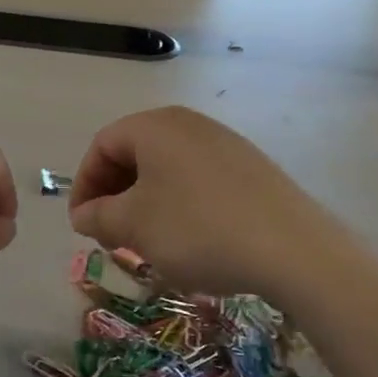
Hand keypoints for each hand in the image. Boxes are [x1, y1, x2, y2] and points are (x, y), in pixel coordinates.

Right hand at [68, 107, 338, 298]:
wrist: (295, 252)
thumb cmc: (198, 229)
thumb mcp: (134, 226)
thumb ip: (97, 216)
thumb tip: (83, 214)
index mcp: (155, 126)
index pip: (101, 146)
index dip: (84, 185)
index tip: (82, 225)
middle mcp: (189, 124)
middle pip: (134, 154)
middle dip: (114, 196)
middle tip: (111, 236)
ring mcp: (225, 144)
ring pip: (166, 170)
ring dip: (145, 204)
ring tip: (147, 243)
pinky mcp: (252, 169)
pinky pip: (198, 181)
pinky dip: (179, 206)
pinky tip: (189, 241)